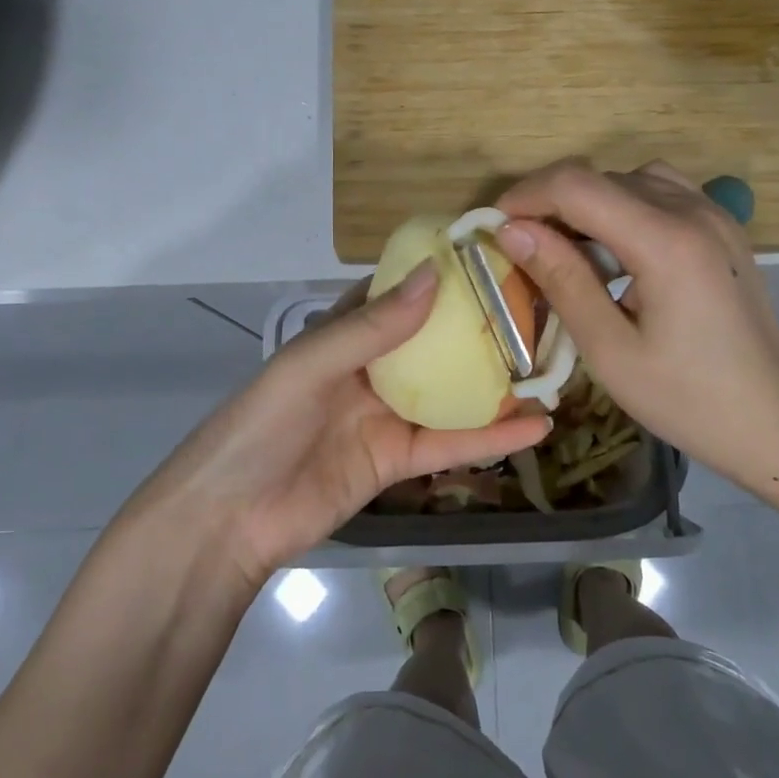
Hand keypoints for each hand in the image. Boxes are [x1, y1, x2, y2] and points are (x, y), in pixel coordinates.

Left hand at [141, 263, 551, 586]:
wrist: (230, 520)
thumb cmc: (262, 425)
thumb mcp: (311, 365)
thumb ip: (373, 326)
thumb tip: (433, 275)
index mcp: (344, 334)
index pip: (398, 294)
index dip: (438, 275)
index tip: (490, 257)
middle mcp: (371, 368)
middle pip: (433, 342)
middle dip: (479, 328)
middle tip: (537, 310)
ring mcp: (387, 416)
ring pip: (450, 393)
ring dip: (495, 384)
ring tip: (549, 367)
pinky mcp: (399, 461)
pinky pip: (450, 444)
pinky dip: (491, 437)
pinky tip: (536, 428)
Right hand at [494, 159, 778, 486]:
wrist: (774, 420)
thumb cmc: (687, 399)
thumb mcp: (610, 349)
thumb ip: (561, 279)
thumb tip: (512, 231)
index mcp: (665, 241)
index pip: (577, 185)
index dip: (526, 196)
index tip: (495, 228)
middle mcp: (692, 211)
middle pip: (601, 177)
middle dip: (551, 203)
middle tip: (524, 250)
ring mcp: (714, 214)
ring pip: (630, 178)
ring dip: (589, 203)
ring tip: (569, 248)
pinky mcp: (723, 226)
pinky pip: (661, 191)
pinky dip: (625, 206)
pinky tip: (618, 250)